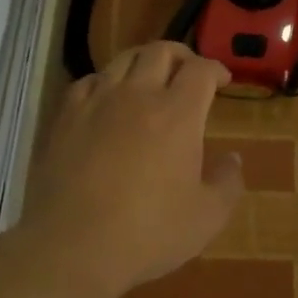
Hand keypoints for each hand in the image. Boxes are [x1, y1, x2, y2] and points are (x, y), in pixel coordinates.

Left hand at [17, 42, 244, 297]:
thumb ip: (227, 182)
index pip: (201, 70)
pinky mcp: (65, 118)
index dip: (216, 68)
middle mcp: (137, 95)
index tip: (223, 80)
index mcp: (177, 114)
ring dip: (144, 61)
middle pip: (160, 51)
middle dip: (182, 55)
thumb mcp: (206, 218)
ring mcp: (97, 103)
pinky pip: (88, 81)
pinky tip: (107, 97)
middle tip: (189, 71)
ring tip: (150, 77)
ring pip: (122, 59)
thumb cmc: (148, 233)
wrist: (72, 247)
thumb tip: (232, 158)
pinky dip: (106, 81)